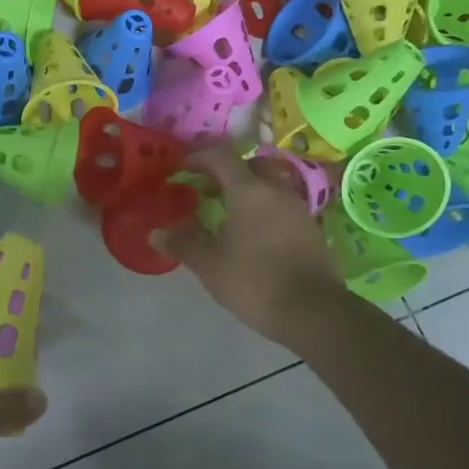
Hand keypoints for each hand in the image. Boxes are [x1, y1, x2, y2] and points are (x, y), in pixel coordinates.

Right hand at [159, 149, 345, 349]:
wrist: (312, 311)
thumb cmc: (253, 280)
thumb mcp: (208, 264)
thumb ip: (182, 244)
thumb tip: (156, 233)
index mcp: (249, 190)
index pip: (221, 156)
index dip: (199, 157)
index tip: (183, 167)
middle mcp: (276, 190)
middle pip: (250, 166)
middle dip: (226, 173)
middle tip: (206, 190)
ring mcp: (298, 209)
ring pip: (269, 186)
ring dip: (246, 192)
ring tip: (226, 215)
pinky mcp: (310, 229)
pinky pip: (281, 207)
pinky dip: (263, 210)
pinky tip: (251, 235)